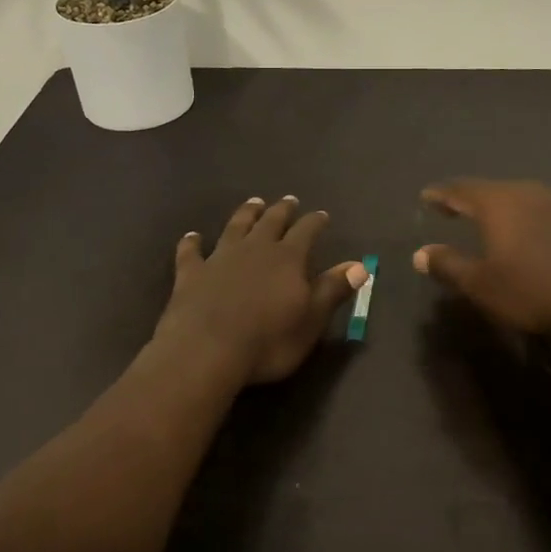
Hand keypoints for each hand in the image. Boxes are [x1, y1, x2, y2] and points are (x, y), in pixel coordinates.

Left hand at [155, 197, 368, 384]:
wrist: (206, 351)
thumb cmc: (268, 341)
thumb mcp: (311, 320)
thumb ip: (332, 289)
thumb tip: (359, 265)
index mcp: (288, 259)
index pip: (306, 232)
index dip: (315, 222)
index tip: (322, 215)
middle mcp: (255, 249)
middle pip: (271, 222)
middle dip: (282, 211)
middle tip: (288, 200)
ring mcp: (220, 258)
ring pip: (235, 227)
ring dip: (245, 214)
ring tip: (253, 203)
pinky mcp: (191, 274)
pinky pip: (191, 252)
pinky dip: (192, 242)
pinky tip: (192, 236)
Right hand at [413, 179, 550, 336]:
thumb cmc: (529, 291)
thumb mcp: (480, 284)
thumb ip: (448, 264)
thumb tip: (420, 254)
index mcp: (498, 202)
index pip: (460, 190)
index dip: (441, 194)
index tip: (426, 197)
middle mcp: (526, 192)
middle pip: (490, 189)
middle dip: (468, 198)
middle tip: (452, 208)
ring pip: (517, 197)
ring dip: (498, 206)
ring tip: (486, 219)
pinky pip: (539, 209)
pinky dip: (523, 216)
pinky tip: (524, 230)